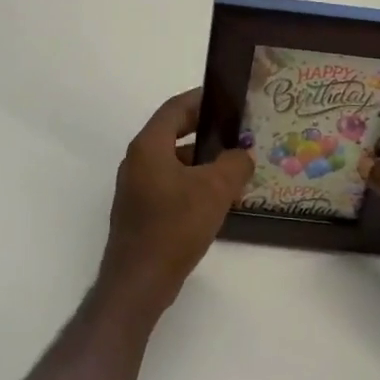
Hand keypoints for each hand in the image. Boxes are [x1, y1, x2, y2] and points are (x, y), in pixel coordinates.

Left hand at [97, 89, 252, 324]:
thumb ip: (234, 164)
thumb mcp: (214, 190)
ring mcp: (136, 187)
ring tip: (235, 167)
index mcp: (148, 146)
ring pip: (174, 162)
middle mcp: (137, 161)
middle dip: (206, 131)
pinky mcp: (141, 210)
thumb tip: (242, 155)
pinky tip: (217, 199)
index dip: (202, 99)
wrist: (139, 280)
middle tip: (237, 132)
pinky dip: (193, 183)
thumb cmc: (174, 226)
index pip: (175, 109)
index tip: (228, 99)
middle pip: (173, 133)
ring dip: (202, 161)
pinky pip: (170, 184)